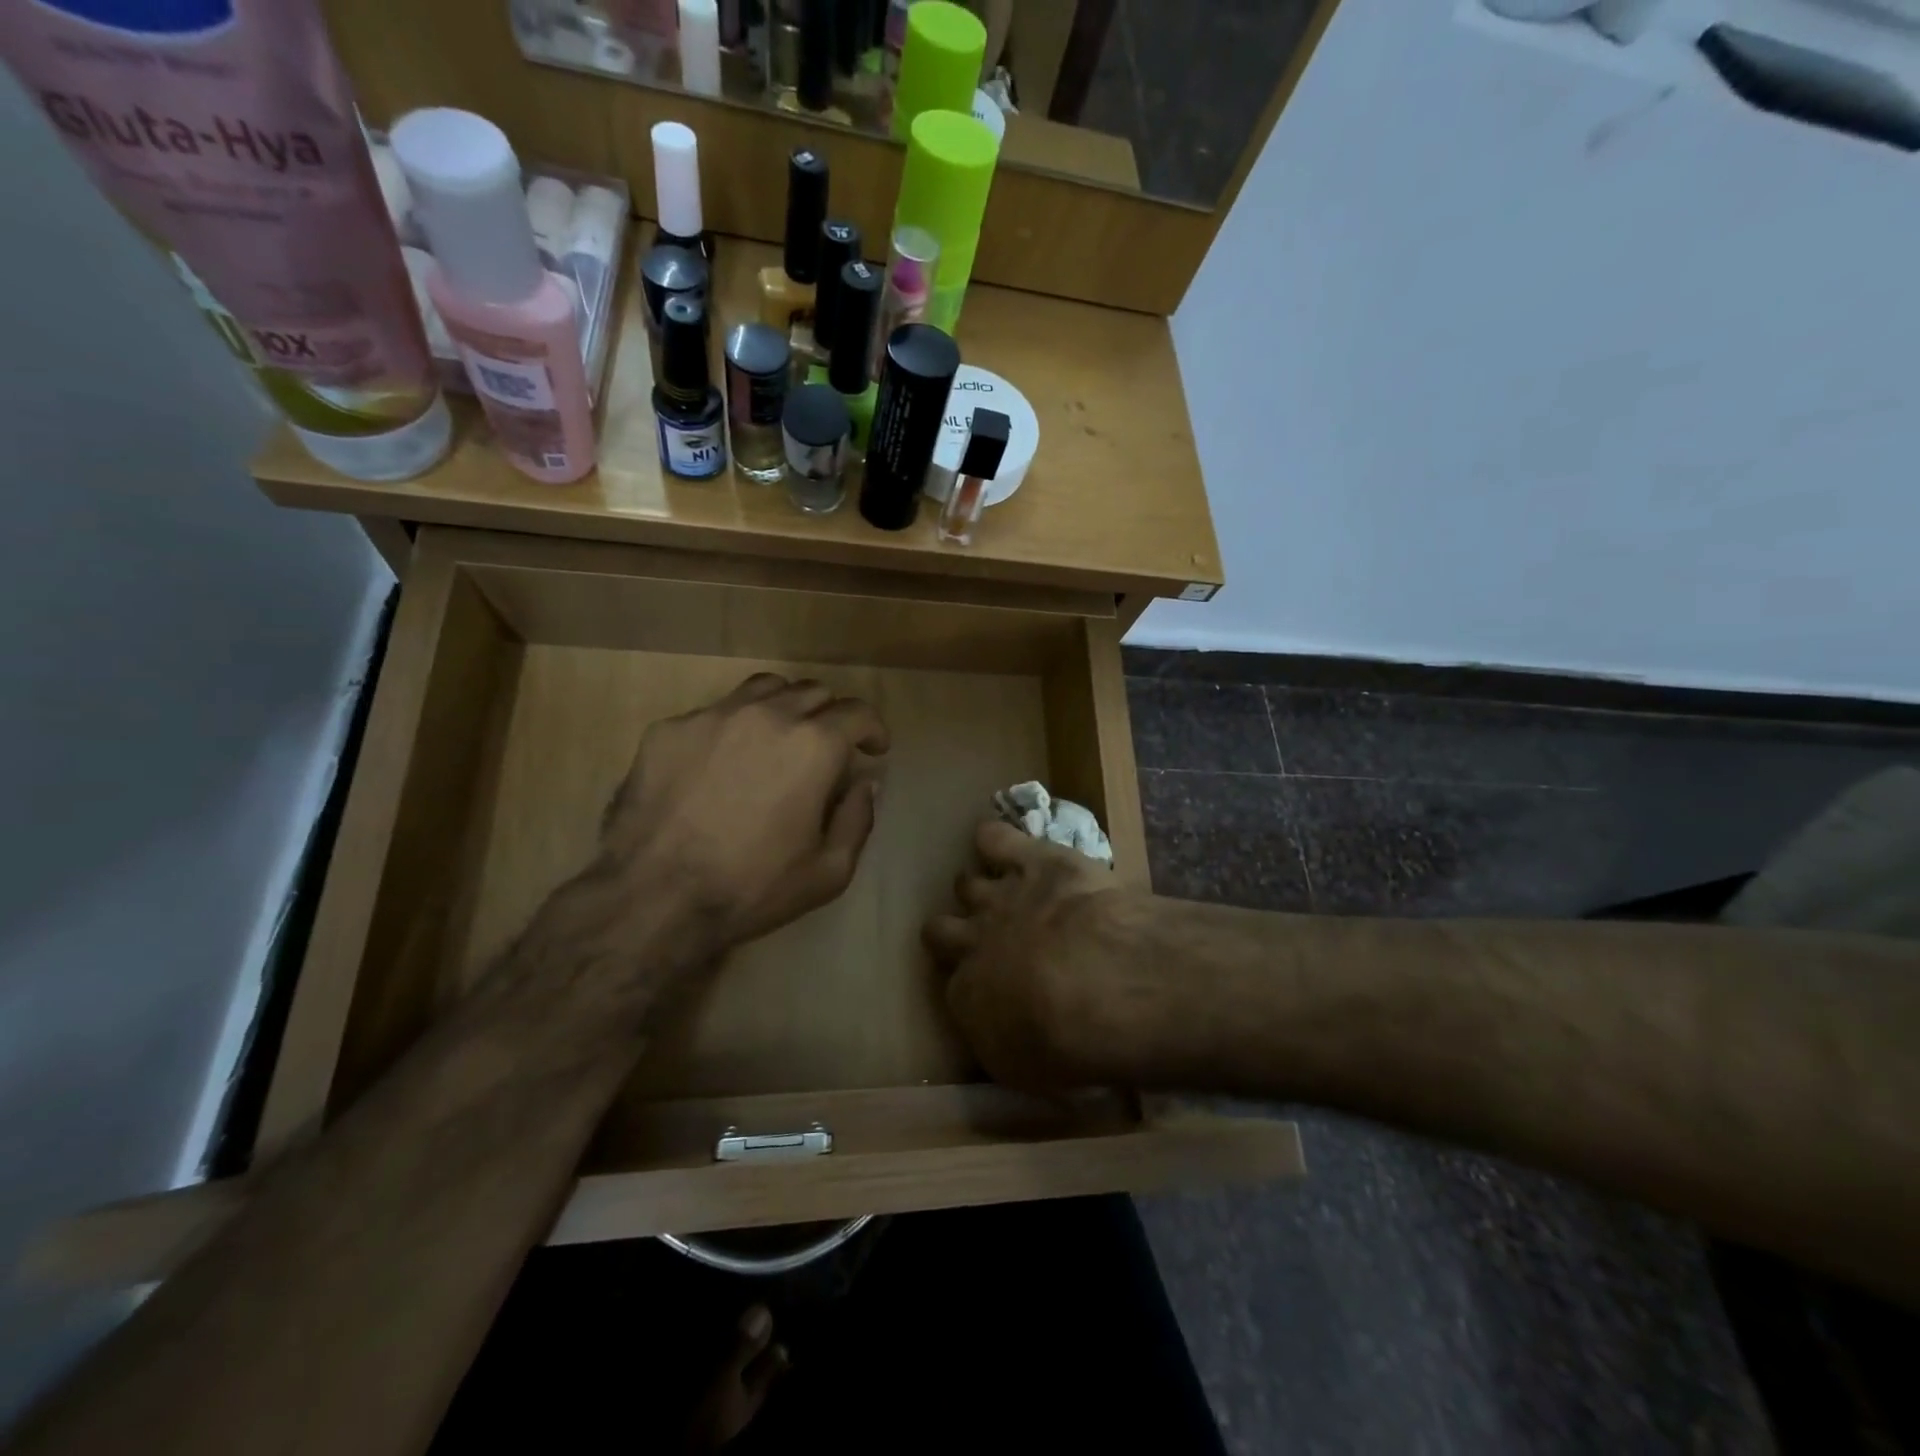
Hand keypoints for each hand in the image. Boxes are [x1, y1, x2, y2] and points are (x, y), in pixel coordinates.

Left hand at [596, 673, 888, 951]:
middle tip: (827, 748)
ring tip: (779, 737)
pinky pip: (714, 712)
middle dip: (831, 716)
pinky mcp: (670, 728)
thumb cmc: (751, 887)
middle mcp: (767, 714)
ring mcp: (713, 715)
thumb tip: (865, 784)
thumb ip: (858, 819)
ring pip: (764, 688)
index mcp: (813, 745)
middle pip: (813, 692)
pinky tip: (722, 762)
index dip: (873, 729)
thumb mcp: (828, 871)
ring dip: (785, 707)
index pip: (858, 712)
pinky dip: (734, 727)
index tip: (874, 749)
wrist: (653, 896)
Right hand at [924, 821, 1157, 1089]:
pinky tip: (996, 840)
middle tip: (978, 936)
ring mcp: (1001, 897)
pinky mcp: (1032, 860)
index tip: (990, 991)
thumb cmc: (1067, 1043)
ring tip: (998, 891)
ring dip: (978, 887)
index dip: (969, 986)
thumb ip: (1004, 1046)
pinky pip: (996, 838)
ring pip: (967, 883)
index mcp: (968, 996)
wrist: (1098, 980)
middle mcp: (973, 942)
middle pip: (940, 928)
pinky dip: (993, 838)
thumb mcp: (1029, 1071)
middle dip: (952, 931)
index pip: (954, 987)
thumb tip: (1000, 1034)